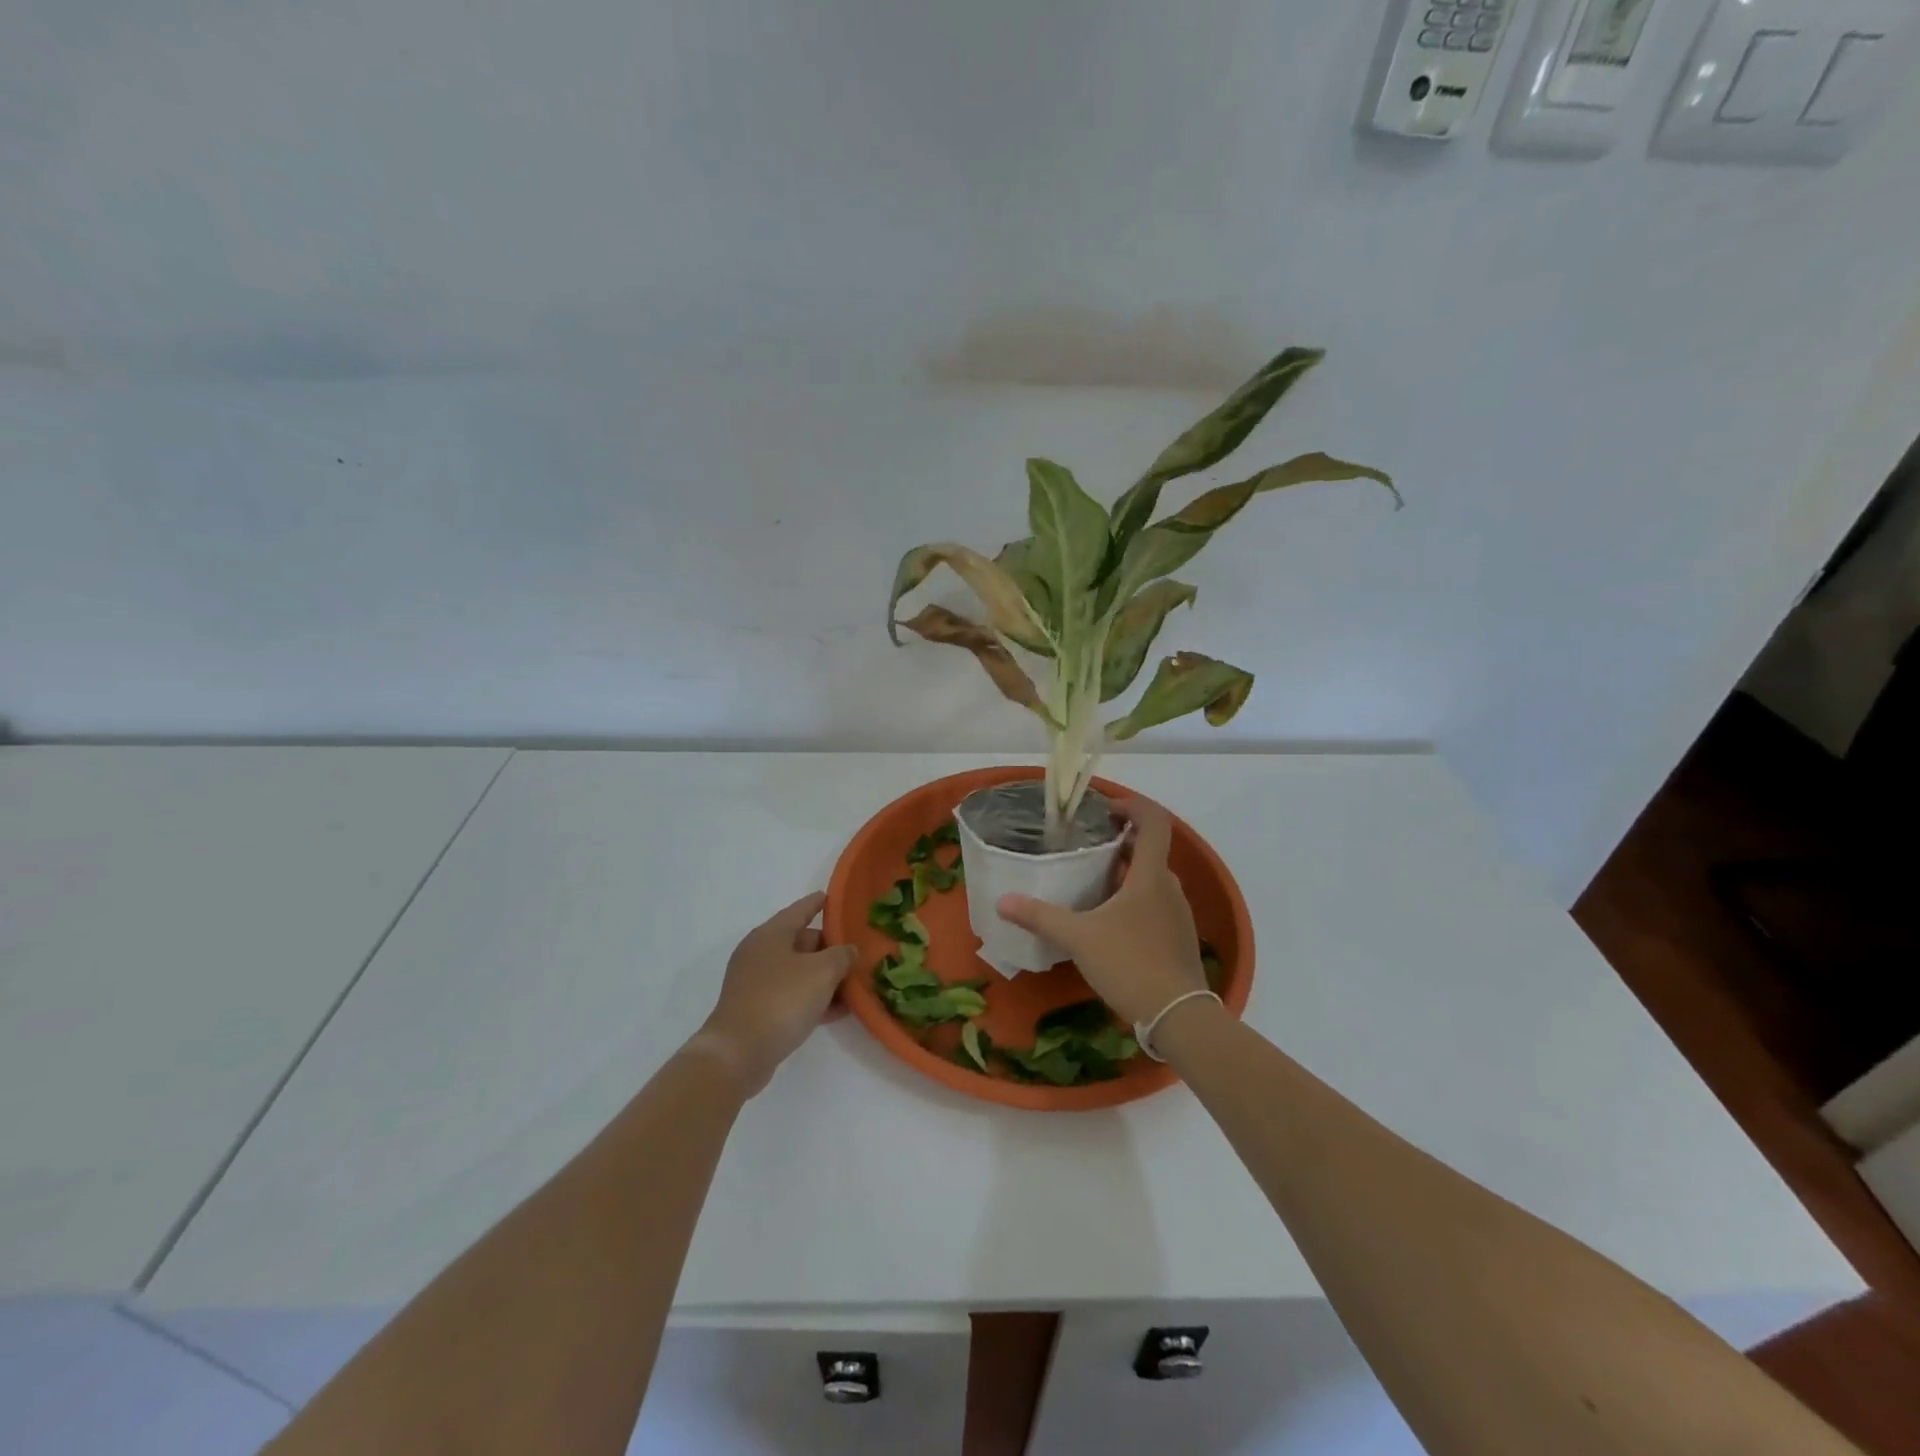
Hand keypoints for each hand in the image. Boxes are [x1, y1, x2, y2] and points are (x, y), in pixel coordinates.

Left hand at [691, 892, 857, 1095]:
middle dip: (830, 948)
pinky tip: (836, 1011)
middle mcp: (760, 952)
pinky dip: (813, 998)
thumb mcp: (822, 972)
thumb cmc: (781, 1000)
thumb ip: (842, 955)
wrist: (738, 1054)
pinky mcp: (757, 1010)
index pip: (801, 910)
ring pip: (798, 971)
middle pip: (802, 942)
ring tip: (853, 985)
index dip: (818, 903)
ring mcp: (756, 983)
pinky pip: (792, 995)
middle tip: (857, 953)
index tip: (834, 897)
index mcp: (772, 934)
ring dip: (824, 977)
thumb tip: (848, 950)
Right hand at [997, 798, 1206, 1026]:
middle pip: (1149, 851)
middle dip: (1120, 844)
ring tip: (1092, 885)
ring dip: (1126, 874)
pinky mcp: (1178, 939)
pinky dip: (1134, 901)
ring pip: (1152, 880)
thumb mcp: (1078, 938)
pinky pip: (1155, 905)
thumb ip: (1040, 917)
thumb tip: (1002, 901)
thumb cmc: (1129, 963)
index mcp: (1150, 875)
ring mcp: (1178, 914)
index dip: (1133, 807)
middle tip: (1087, 849)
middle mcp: (1169, 887)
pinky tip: (1109, 924)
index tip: (1106, 811)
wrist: (1177, 1016)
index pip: (1154, 821)